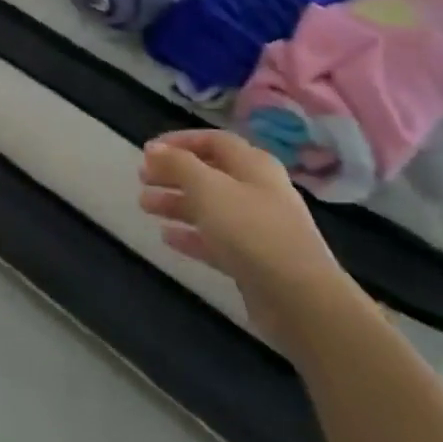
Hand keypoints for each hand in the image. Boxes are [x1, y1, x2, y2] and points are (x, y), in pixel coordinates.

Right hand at [139, 130, 357, 348]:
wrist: (301, 300)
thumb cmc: (251, 230)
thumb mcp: (208, 188)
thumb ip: (178, 164)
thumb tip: (154, 149)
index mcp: (253, 165)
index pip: (213, 141)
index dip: (179, 142)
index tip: (147, 151)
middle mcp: (257, 191)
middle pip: (209, 174)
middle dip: (174, 174)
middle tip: (141, 178)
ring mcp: (258, 228)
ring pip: (210, 207)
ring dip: (177, 203)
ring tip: (145, 205)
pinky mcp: (254, 261)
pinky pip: (216, 240)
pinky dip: (191, 235)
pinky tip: (167, 237)